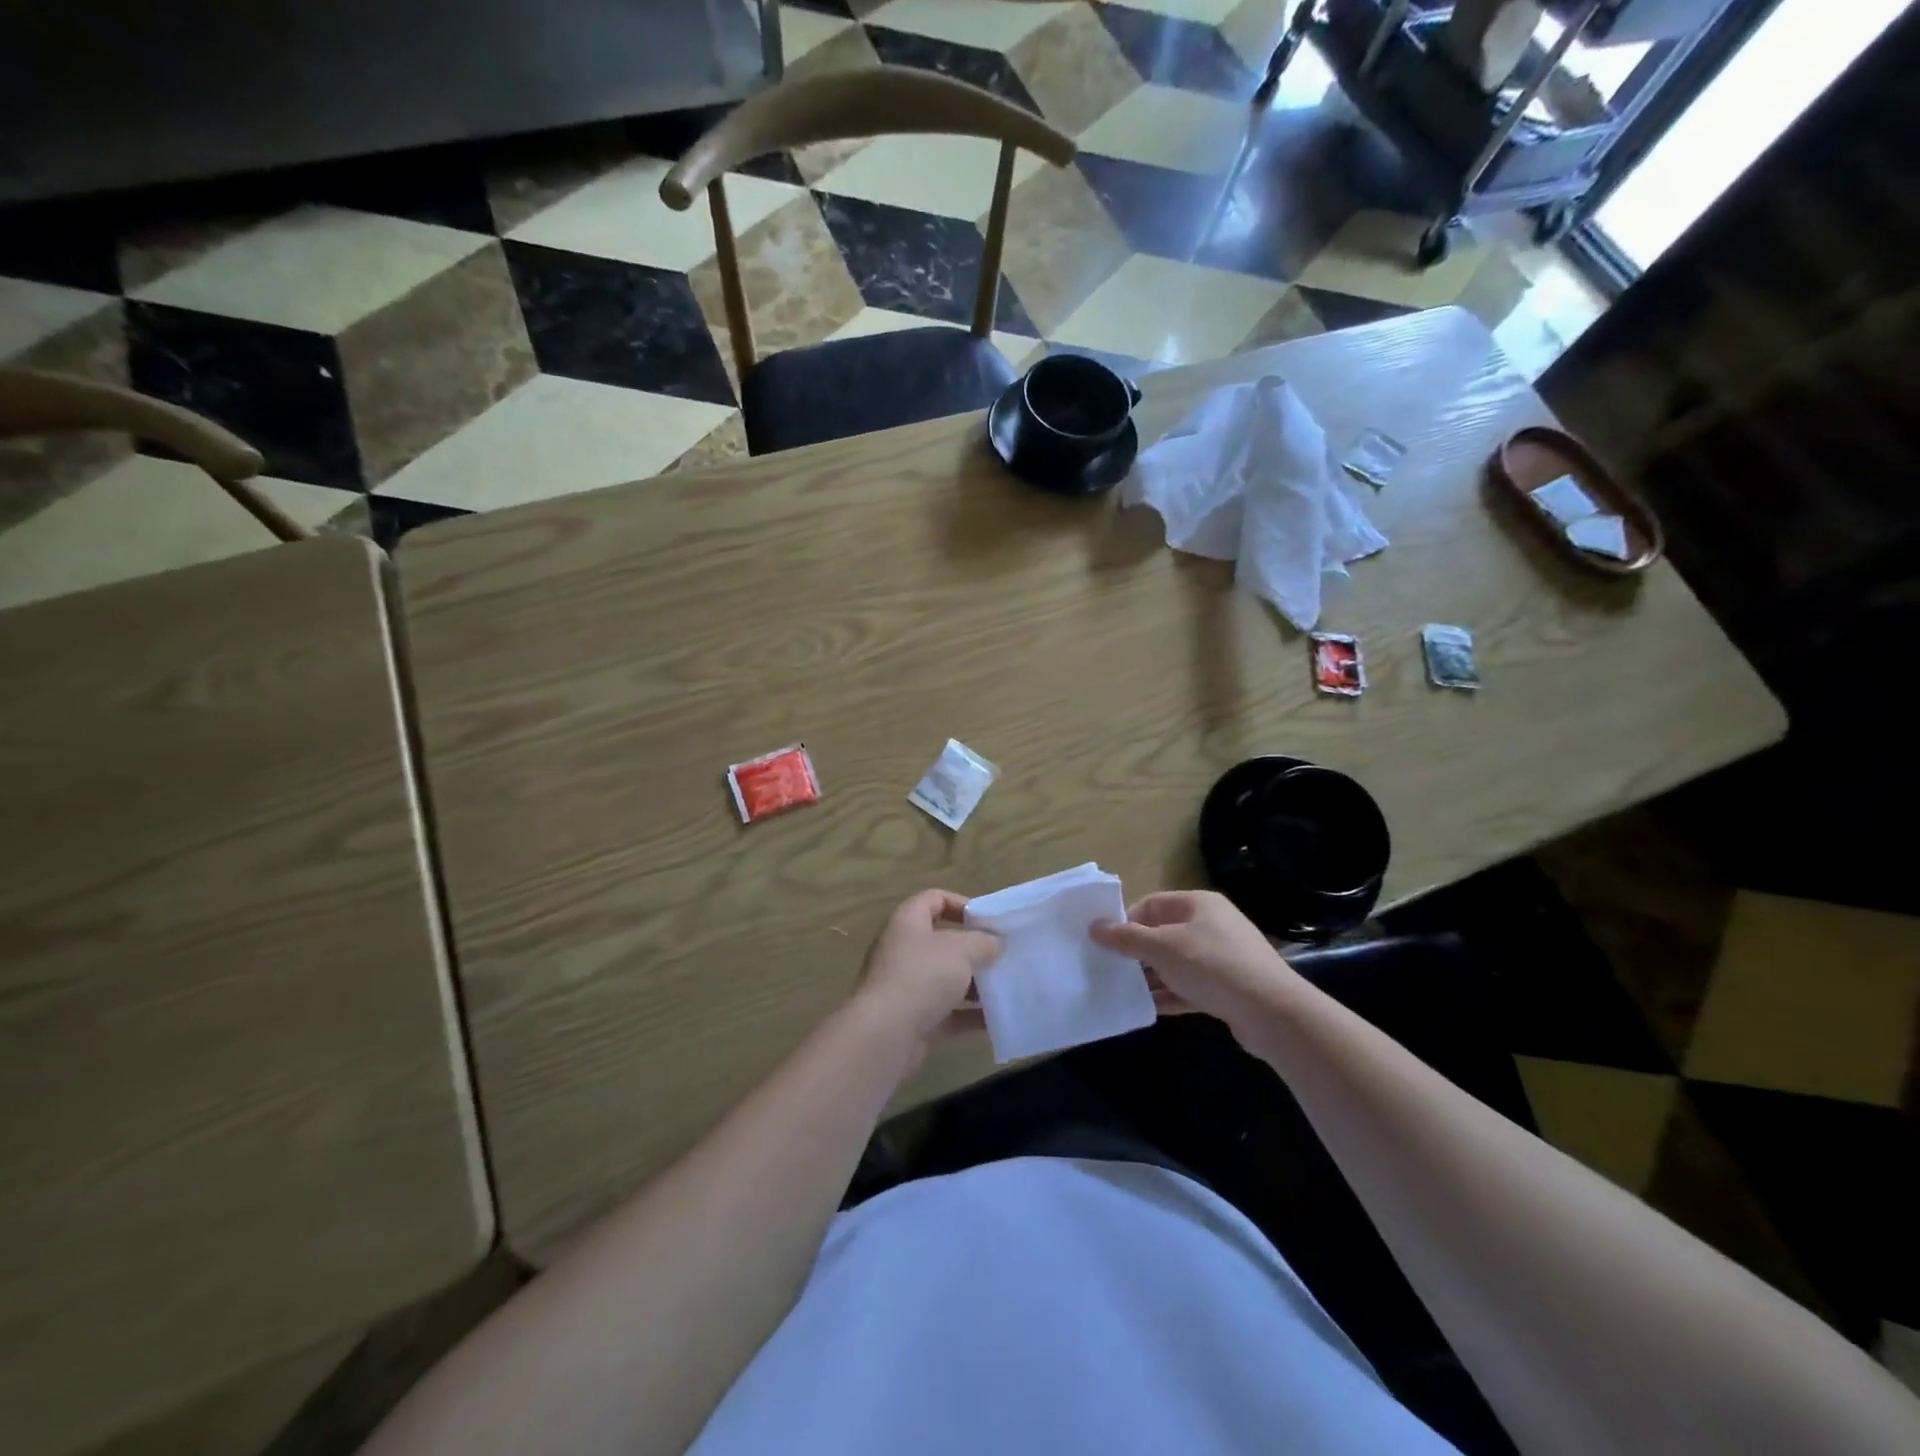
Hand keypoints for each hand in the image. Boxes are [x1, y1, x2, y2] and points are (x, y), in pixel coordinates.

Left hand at [855, 890, 1001, 1044]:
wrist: (885, 1034)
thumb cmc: (922, 976)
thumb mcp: (961, 950)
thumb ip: (982, 942)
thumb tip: (993, 943)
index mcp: (907, 922)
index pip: (933, 899)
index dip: (961, 904)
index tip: (988, 920)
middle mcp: (902, 950)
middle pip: (941, 942)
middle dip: (972, 949)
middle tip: (1001, 956)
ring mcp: (904, 986)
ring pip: (944, 979)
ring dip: (973, 984)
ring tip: (1004, 988)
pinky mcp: (910, 1019)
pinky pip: (945, 1012)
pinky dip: (967, 1015)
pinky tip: (994, 1020)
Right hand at [1090, 891, 1297, 1044]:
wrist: (1273, 1013)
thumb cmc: (1213, 966)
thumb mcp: (1162, 948)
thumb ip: (1126, 938)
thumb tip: (1094, 927)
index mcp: (1198, 904)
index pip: (1151, 904)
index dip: (1126, 921)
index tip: (1105, 943)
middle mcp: (1212, 925)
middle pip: (1163, 933)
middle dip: (1137, 951)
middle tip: (1110, 967)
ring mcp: (1223, 957)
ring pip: (1176, 963)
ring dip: (1151, 976)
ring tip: (1123, 989)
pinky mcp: (1228, 988)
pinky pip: (1190, 987)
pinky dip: (1170, 994)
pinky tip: (1148, 1007)